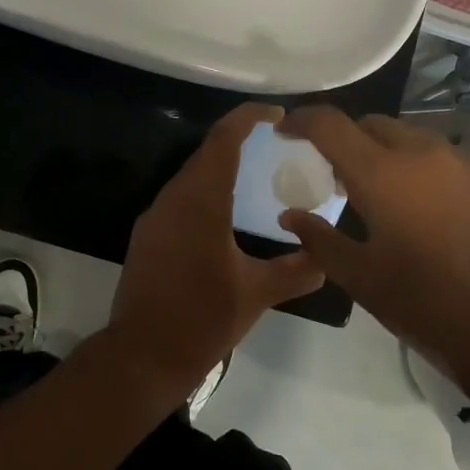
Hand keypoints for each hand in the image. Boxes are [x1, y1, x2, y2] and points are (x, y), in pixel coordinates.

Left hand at [98, 103, 324, 407]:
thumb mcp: (257, 294)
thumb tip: (326, 259)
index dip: (248, 118)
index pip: (224, 140)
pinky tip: (225, 216)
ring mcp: (155, 217)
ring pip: (190, 177)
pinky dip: (205, 194)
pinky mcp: (147, 237)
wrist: (142, 355)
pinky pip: (180, 200)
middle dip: (238, 142)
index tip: (277, 115)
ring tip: (255, 177)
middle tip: (274, 146)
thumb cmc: (202, 318)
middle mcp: (173, 199)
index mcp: (201, 201)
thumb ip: (296, 271)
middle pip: (206, 154)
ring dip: (220, 169)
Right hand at [277, 106, 469, 393]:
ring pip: (409, 137)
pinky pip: (442, 157)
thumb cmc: (425, 304)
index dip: (301, 120)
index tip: (285, 130)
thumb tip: (290, 216)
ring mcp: (463, 163)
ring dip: (383, 151)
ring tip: (378, 192)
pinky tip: (421, 207)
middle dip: (344, 138)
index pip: (330, 124)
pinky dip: (418, 167)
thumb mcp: (360, 278)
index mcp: (382, 173)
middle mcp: (422, 153)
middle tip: (333, 174)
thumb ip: (318, 239)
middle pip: (371, 124)